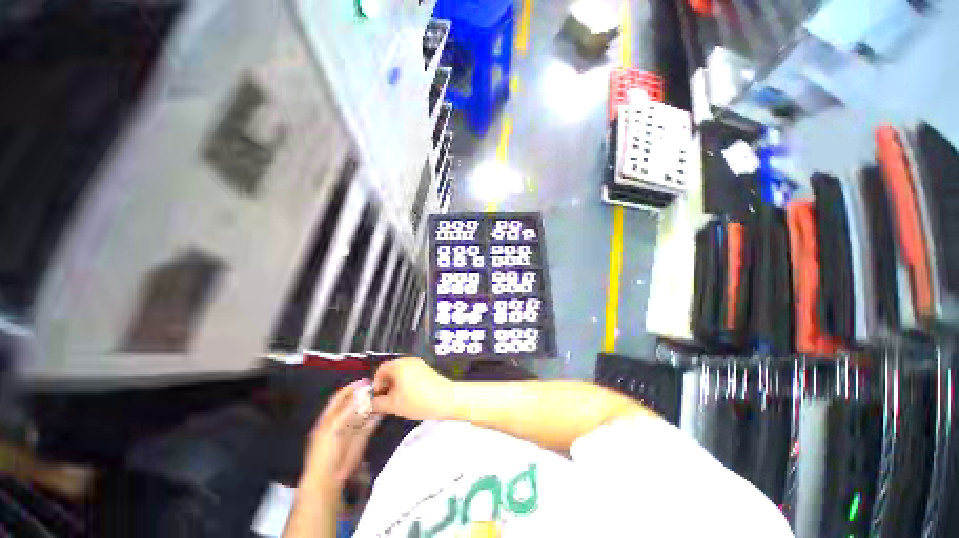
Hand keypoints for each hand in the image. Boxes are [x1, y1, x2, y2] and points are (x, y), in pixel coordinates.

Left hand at [303, 380, 380, 490]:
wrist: (328, 482)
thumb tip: (359, 394)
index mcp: (328, 418)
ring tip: (383, 395)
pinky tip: (383, 410)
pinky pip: (369, 424)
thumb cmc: (324, 455)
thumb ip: (344, 412)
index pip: (339, 398)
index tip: (365, 380)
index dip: (351, 388)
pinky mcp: (361, 439)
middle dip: (364, 395)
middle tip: (377, 386)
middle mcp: (340, 422)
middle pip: (353, 403)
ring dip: (372, 404)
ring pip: (363, 412)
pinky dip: (376, 416)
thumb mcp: (331, 431)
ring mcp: (351, 430)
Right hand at [372, 357, 453, 420]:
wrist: (446, 399)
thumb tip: (371, 403)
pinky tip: (409, 396)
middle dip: (386, 385)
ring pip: (401, 373)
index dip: (376, 383)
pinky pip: (411, 374)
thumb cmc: (420, 401)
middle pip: (391, 370)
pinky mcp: (426, 369)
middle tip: (386, 399)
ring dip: (396, 385)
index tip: (377, 396)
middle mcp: (409, 361)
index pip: (381, 369)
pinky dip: (406, 383)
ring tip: (398, 400)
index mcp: (399, 366)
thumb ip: (378, 404)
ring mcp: (419, 364)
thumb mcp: (394, 406)